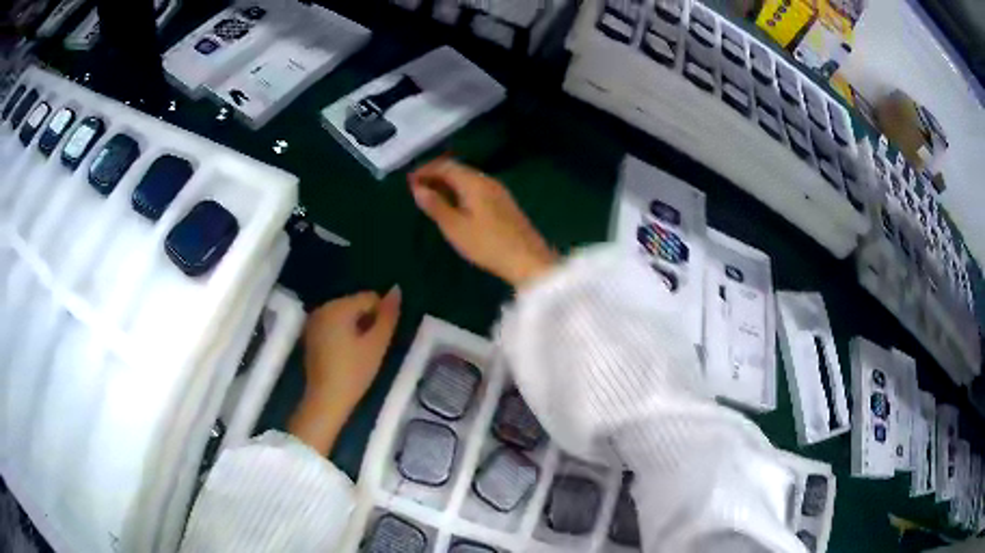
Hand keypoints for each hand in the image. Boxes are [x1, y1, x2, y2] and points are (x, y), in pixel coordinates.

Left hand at [288, 287, 401, 454]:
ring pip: (345, 315)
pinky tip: (347, 355)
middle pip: (356, 304)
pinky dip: (344, 334)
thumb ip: (388, 315)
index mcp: (338, 306)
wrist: (326, 400)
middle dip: (367, 322)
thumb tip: (396, 289)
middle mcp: (322, 307)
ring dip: (356, 329)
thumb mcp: (377, 344)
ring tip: (360, 354)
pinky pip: (334, 325)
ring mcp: (314, 321)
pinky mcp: (311, 334)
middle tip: (371, 349)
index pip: (370, 298)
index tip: (380, 341)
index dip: (381, 318)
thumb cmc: (354, 372)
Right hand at [409, 158, 557, 287]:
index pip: (446, 166)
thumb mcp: (455, 227)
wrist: (528, 260)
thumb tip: (417, 188)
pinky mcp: (504, 204)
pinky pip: (476, 188)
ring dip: (448, 184)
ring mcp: (498, 191)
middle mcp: (487, 181)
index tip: (409, 180)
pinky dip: (460, 191)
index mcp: (474, 182)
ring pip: (467, 179)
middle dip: (436, 175)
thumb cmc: (487, 245)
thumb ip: (435, 205)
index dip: (426, 170)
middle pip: (458, 170)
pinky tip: (454, 204)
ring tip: (431, 196)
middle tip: (417, 187)